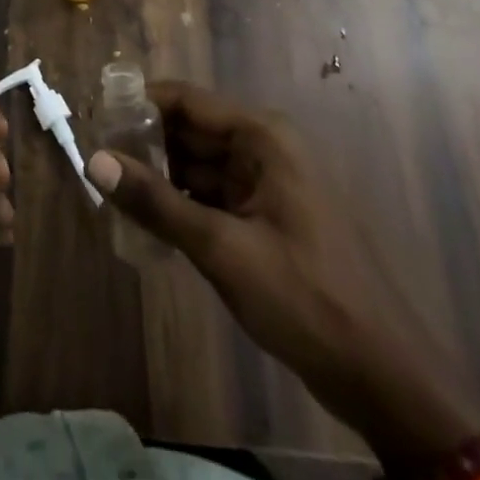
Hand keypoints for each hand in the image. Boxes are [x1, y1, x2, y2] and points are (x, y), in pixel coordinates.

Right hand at [85, 81, 357, 371]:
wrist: (387, 380)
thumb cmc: (306, 299)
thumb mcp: (222, 249)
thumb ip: (155, 202)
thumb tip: (93, 160)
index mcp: (262, 136)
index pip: (184, 100)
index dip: (137, 105)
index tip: (92, 120)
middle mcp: (264, 148)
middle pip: (189, 130)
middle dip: (144, 145)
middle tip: (95, 163)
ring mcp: (268, 184)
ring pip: (198, 165)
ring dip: (160, 178)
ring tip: (111, 192)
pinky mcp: (267, 218)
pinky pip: (213, 196)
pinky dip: (182, 205)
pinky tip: (148, 223)